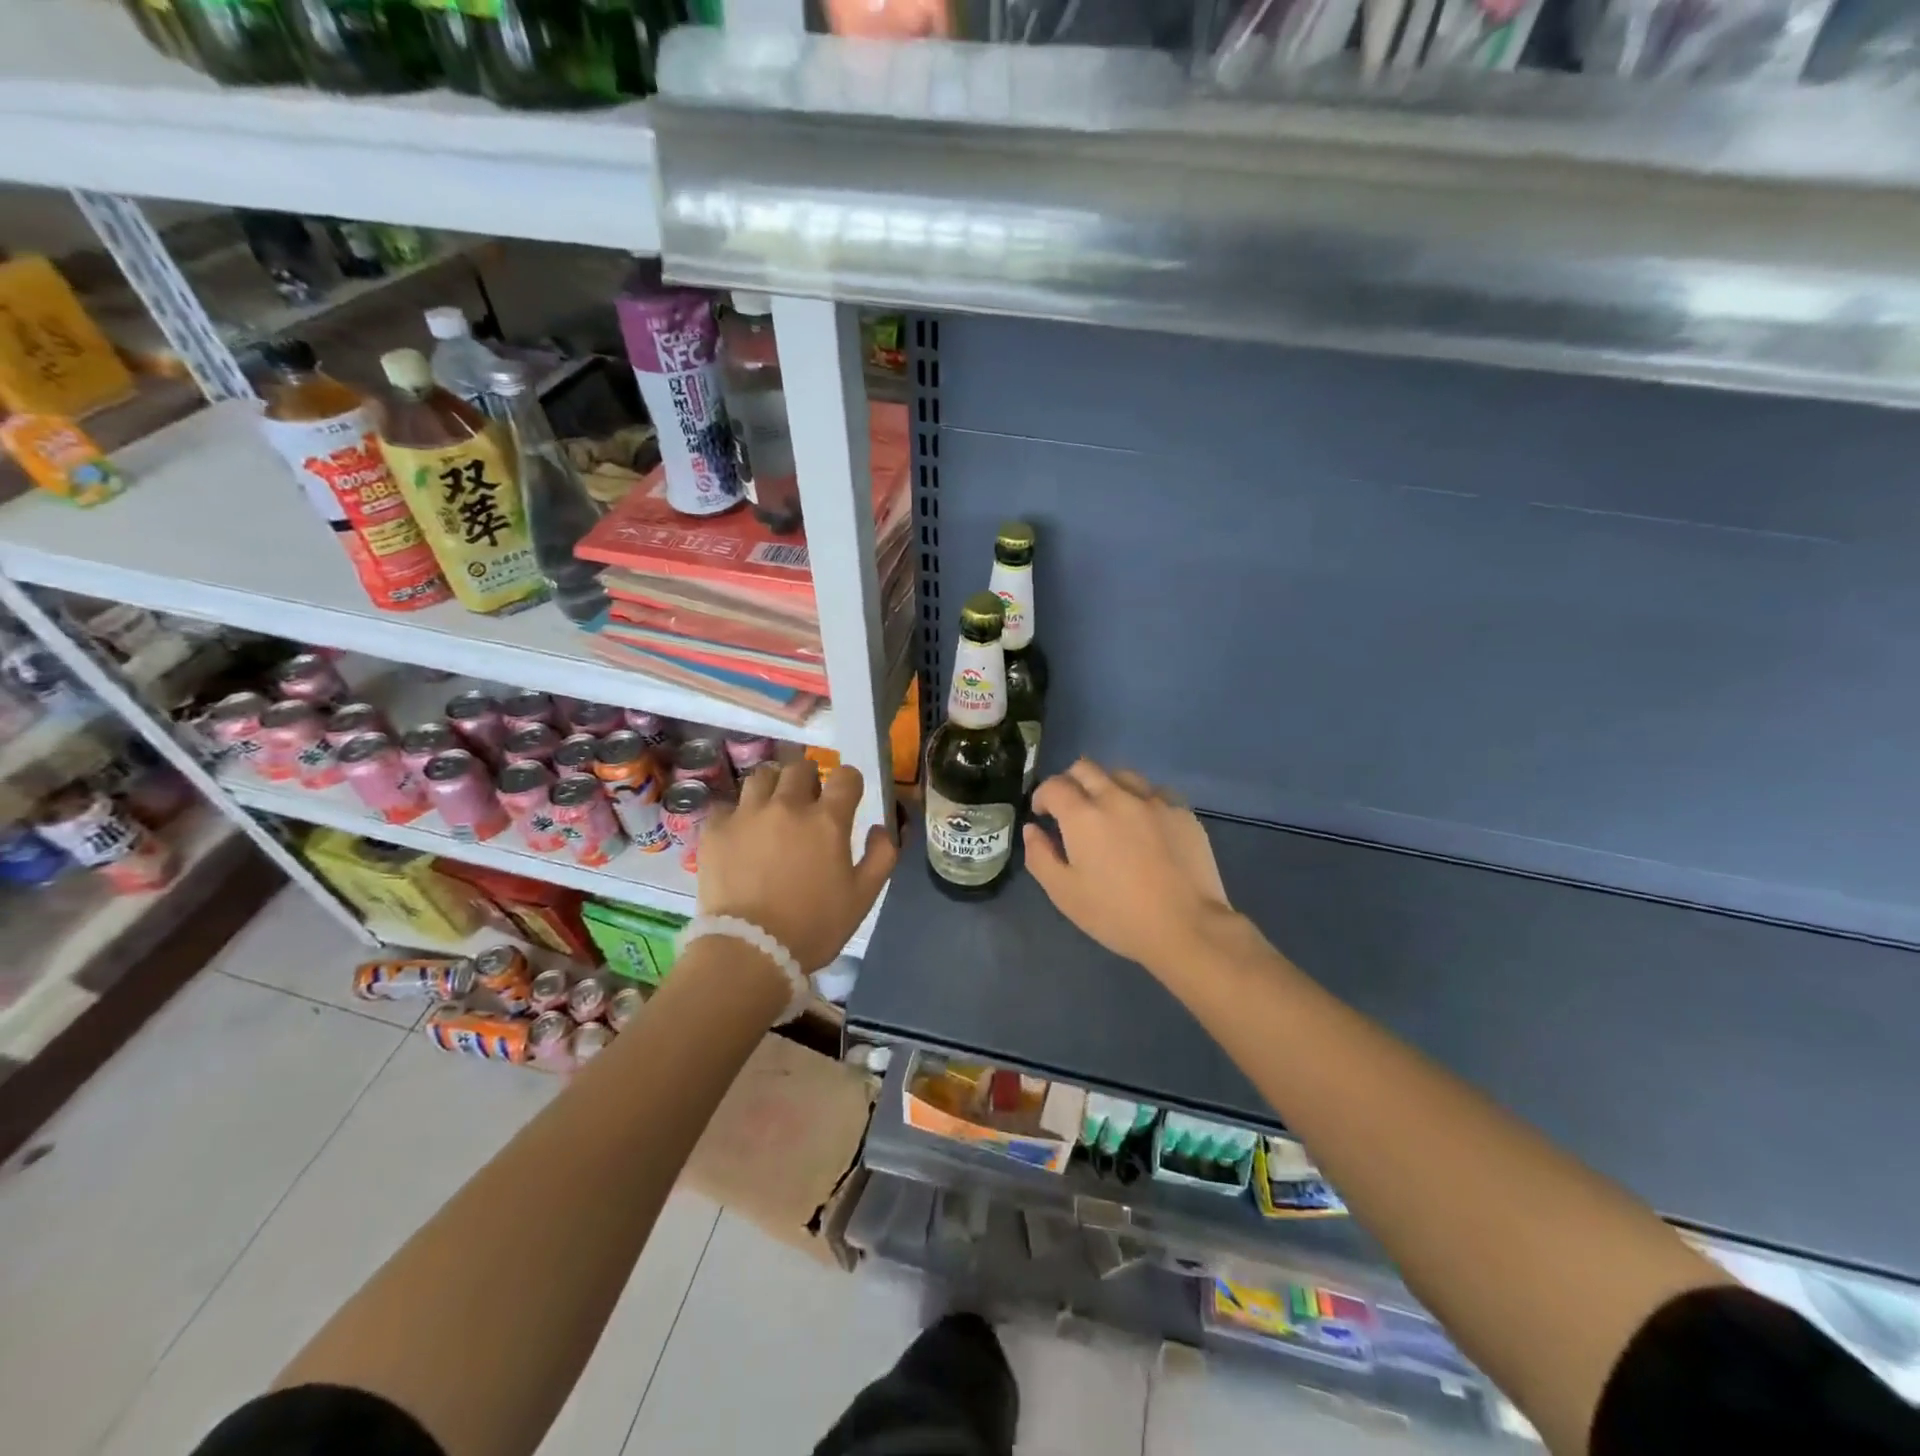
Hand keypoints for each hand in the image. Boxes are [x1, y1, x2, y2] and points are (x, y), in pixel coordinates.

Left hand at [696, 760, 897, 970]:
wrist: (750, 951)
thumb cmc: (814, 926)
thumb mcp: (863, 897)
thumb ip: (882, 855)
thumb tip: (881, 827)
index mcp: (827, 820)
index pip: (846, 776)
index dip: (850, 783)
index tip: (847, 797)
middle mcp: (787, 805)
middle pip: (800, 768)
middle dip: (810, 778)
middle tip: (809, 800)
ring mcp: (747, 814)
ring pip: (762, 776)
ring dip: (774, 786)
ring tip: (773, 806)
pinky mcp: (715, 830)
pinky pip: (727, 805)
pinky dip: (737, 813)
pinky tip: (741, 832)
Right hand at [1024, 760, 1230, 974]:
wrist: (1187, 927)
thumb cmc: (1117, 914)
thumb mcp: (1064, 893)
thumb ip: (1040, 855)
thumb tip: (1033, 829)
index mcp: (1083, 815)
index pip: (1054, 785)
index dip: (1042, 796)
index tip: (1043, 814)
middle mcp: (1117, 797)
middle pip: (1086, 768)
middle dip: (1071, 783)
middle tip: (1071, 810)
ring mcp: (1154, 801)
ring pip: (1123, 775)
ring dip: (1107, 787)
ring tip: (1110, 813)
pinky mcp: (1182, 812)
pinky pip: (1155, 793)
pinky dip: (1141, 801)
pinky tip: (1145, 825)